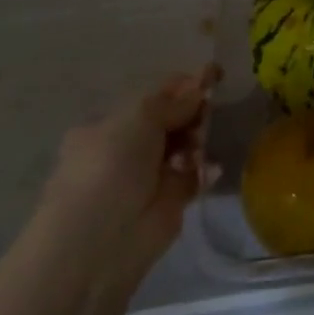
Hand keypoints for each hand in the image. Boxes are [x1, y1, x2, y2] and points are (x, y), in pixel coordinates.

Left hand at [48, 65, 220, 276]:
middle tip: (209, 110)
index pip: (153, 98)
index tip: (212, 75)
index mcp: (109, 126)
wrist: (101, 239)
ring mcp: (150, 176)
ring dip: (199, 140)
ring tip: (202, 146)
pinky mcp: (172, 201)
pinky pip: (196, 175)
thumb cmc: (109, 167)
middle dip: (193, 112)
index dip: (182, 86)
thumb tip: (199, 84)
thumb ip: (172, 101)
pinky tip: (210, 168)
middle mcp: (128, 149)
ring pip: (186, 146)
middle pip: (173, 120)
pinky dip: (206, 170)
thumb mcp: (138, 118)